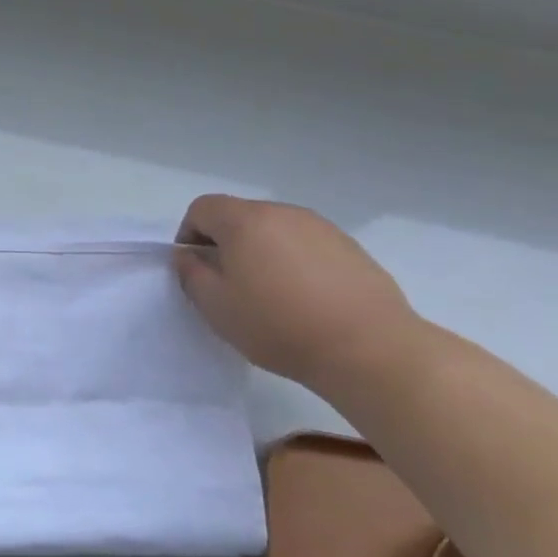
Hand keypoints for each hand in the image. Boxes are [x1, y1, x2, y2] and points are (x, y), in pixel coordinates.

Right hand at [173, 195, 421, 390]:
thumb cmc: (279, 325)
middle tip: (229, 285)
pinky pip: (306, 245)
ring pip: (275, 230)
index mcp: (246, 221)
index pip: (203, 208)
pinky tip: (305, 300)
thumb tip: (188, 255)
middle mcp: (283, 213)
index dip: (188, 234)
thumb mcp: (217, 307)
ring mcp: (321, 227)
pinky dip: (294, 262)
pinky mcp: (350, 248)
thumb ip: (191, 274)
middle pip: (240, 216)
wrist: (369, 348)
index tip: (194, 267)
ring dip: (261, 252)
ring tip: (269, 295)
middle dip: (225, 243)